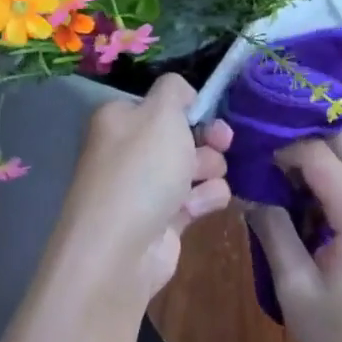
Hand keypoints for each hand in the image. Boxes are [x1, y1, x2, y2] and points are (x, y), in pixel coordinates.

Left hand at [55, 73, 232, 300]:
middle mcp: (130, 151)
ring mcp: (146, 188)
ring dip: (210, 170)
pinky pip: (197, 198)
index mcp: (121, 120)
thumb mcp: (161, 112)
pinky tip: (198, 208)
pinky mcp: (164, 220)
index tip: (209, 112)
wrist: (120, 250)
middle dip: (208, 138)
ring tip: (204, 180)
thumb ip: (175, 90)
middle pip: (184, 135)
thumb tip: (182, 92)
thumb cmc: (141, 170)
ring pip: (197, 166)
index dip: (189, 108)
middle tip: (222, 142)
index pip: (162, 104)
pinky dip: (204, 199)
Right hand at [250, 136, 341, 341]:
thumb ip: (273, 231)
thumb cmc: (340, 338)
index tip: (249, 154)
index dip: (282, 147)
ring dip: (315, 157)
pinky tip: (297, 197)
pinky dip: (327, 178)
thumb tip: (249, 193)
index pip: (319, 153)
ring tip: (273, 171)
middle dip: (302, 139)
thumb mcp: (295, 286)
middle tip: (262, 151)